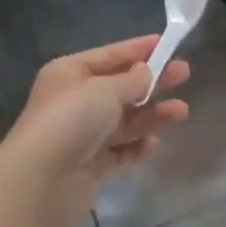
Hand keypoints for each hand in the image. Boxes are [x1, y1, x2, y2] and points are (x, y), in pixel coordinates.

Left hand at [0, 35, 190, 210]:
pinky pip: (120, 152)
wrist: (41, 182)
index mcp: (69, 74)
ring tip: (182, 112)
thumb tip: (146, 72)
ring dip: (151, 115)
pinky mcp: (90, 168)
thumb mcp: (104, 90)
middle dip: (152, 82)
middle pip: (120, 88)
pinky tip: (154, 144)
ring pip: (124, 121)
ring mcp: (82, 137)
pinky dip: (137, 147)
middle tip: (185, 75)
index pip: (109, 55)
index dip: (138, 49)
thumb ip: (131, 81)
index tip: (167, 44)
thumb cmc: (71, 120)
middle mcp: (74, 102)